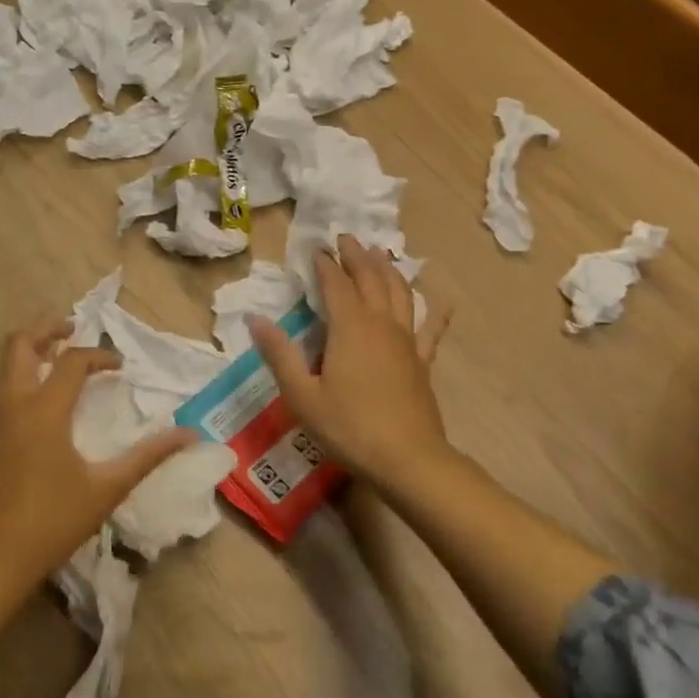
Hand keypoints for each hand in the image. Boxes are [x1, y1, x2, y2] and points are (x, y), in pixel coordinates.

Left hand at [0, 316, 193, 584]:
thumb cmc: (54, 520)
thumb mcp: (108, 487)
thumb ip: (149, 455)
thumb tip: (189, 434)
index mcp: (44, 409)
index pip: (74, 361)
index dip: (101, 356)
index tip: (120, 367)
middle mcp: (11, 401)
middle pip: (21, 342)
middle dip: (47, 328)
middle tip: (72, 331)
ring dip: (22, 346)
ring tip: (48, 351)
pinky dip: (3, 369)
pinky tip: (22, 386)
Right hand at [248, 235, 453, 490]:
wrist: (408, 459)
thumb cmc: (349, 427)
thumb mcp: (302, 395)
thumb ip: (279, 354)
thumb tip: (255, 318)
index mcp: (350, 328)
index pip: (335, 285)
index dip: (325, 264)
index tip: (316, 248)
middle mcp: (381, 325)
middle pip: (371, 280)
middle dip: (357, 256)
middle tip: (347, 238)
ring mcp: (406, 342)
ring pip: (400, 294)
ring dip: (388, 270)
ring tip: (380, 254)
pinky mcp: (422, 362)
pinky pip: (432, 330)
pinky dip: (436, 312)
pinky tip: (443, 301)